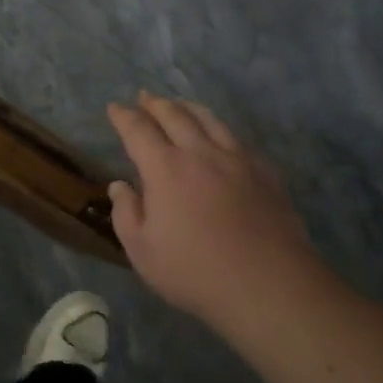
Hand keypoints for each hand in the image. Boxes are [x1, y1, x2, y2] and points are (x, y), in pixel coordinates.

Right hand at [107, 92, 326, 330]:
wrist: (268, 285)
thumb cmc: (194, 271)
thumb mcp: (142, 250)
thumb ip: (126, 213)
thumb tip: (120, 185)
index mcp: (165, 168)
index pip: (138, 130)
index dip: (124, 116)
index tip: (114, 108)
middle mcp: (200, 153)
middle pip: (175, 116)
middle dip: (155, 104)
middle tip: (144, 97)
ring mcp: (237, 161)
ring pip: (210, 121)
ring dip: (189, 108)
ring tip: (180, 104)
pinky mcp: (265, 174)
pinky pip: (239, 140)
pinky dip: (221, 130)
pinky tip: (222, 137)